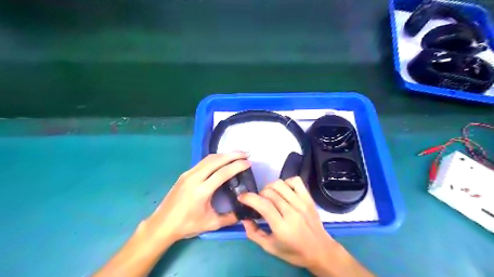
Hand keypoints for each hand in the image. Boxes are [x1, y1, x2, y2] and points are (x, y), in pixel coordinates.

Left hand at [143, 152, 250, 241]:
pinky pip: (203, 162)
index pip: (223, 173)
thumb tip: (244, 212)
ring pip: (209, 159)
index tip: (249, 162)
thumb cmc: (186, 225)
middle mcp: (194, 178)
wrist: (162, 224)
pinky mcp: (185, 174)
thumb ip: (230, 218)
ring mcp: (188, 174)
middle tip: (246, 153)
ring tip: (237, 155)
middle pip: (216, 160)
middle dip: (233, 154)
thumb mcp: (211, 224)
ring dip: (224, 154)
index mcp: (201, 191)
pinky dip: (215, 158)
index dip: (237, 166)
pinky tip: (222, 160)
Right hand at [236, 177, 335, 267]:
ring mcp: (302, 203)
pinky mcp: (308, 198)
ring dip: (269, 187)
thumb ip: (254, 234)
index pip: (263, 205)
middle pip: (270, 192)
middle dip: (258, 194)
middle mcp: (292, 212)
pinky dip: (286, 182)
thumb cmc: (294, 252)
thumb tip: (244, 219)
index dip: (249, 198)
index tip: (241, 197)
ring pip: (280, 184)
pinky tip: (283, 191)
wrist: (321, 251)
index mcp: (282, 226)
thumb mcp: (270, 248)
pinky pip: (295, 181)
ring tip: (269, 196)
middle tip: (258, 202)